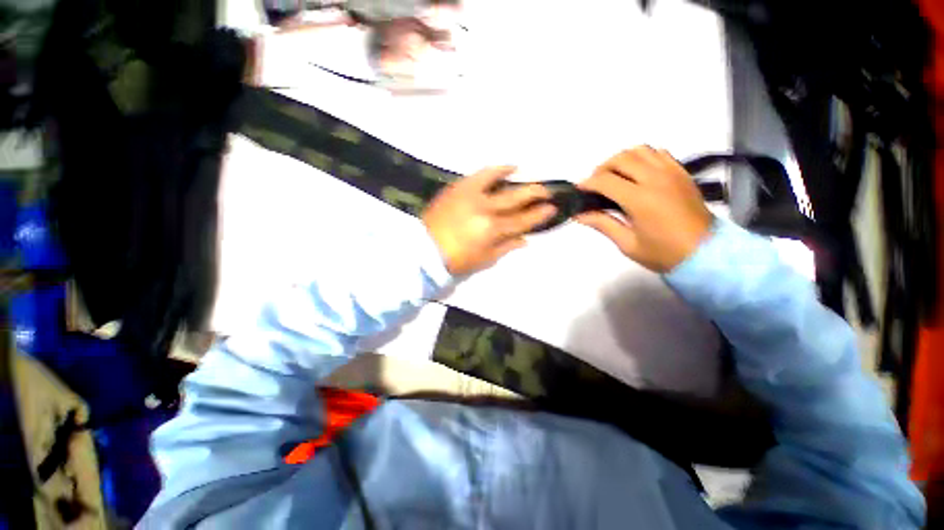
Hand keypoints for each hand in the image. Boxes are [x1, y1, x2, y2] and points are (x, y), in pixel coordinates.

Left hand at [422, 166, 555, 275]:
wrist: (425, 249)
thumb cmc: (456, 260)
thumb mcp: (484, 260)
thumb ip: (506, 248)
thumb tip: (526, 240)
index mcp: (492, 230)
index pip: (522, 220)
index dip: (538, 215)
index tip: (552, 208)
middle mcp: (485, 209)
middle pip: (515, 198)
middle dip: (535, 193)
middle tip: (547, 190)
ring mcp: (471, 195)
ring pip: (499, 181)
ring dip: (517, 178)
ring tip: (526, 173)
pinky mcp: (459, 187)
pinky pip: (480, 174)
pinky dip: (495, 170)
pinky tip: (506, 167)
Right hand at [576, 147, 712, 272]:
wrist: (705, 253)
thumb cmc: (663, 253)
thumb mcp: (627, 243)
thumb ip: (602, 224)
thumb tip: (579, 214)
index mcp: (640, 199)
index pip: (605, 180)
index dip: (587, 183)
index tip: (578, 190)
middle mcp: (656, 179)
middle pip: (621, 159)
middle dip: (601, 168)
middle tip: (594, 185)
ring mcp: (672, 172)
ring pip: (640, 150)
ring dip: (621, 160)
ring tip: (614, 176)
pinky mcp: (682, 172)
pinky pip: (658, 153)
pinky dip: (642, 157)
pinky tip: (636, 173)